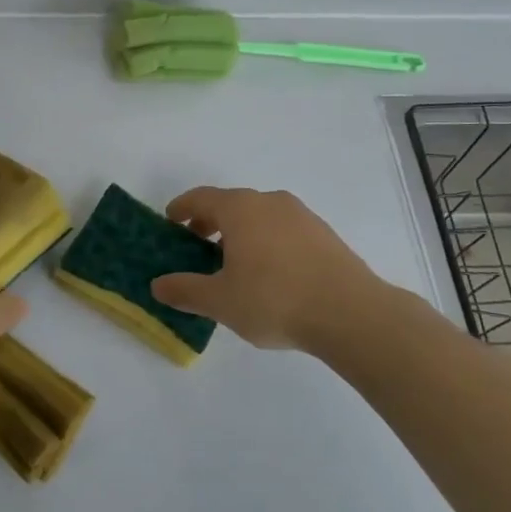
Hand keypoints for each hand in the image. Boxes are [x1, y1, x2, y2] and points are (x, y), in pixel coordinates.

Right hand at [150, 187, 397, 352]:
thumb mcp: (221, 301)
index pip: (202, 197)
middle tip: (197, 245)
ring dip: (240, 232)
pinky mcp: (324, 234)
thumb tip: (158, 285)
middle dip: (210, 221)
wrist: (352, 313)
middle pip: (231, 204)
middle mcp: (270, 202)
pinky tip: (270, 272)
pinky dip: (266, 240)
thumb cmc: (276, 300)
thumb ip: (186, 290)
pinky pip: (283, 229)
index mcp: (240, 209)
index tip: (171, 220)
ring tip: (234, 263)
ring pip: (259, 215)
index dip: (182, 207)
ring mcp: (301, 216)